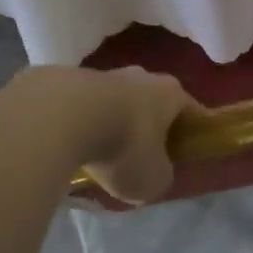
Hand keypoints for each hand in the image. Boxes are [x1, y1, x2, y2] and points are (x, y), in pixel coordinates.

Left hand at [11, 66, 197, 203]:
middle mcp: (140, 76)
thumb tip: (153, 171)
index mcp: (170, 93)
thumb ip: (160, 175)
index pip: (191, 109)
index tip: (186, 151)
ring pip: (115, 101)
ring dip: (112, 123)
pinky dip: (82, 123)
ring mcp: (101, 74)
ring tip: (100, 154)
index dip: (191, 131)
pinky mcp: (68, 80)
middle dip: (149, 126)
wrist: (61, 117)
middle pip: (151, 102)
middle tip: (142, 155)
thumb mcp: (153, 179)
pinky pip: (83, 106)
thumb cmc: (123, 147)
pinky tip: (72, 145)